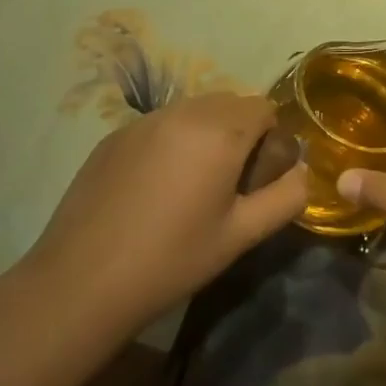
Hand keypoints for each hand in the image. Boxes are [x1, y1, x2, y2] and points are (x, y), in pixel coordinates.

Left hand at [22, 92, 307, 335]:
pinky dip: (169, 143)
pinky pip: (159, 125)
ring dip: (204, 134)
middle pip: (229, 103)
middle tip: (227, 183)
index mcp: (221, 131)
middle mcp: (184, 112)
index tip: (256, 179)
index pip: (264, 107)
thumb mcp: (241, 236)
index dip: (270, 140)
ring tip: (189, 186)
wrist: (81, 282)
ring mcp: (144, 121)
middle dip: (239, 133)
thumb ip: (285, 198)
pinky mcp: (114, 135)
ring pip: (193, 110)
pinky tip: (152, 190)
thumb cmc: (172, 259)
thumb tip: (303, 173)